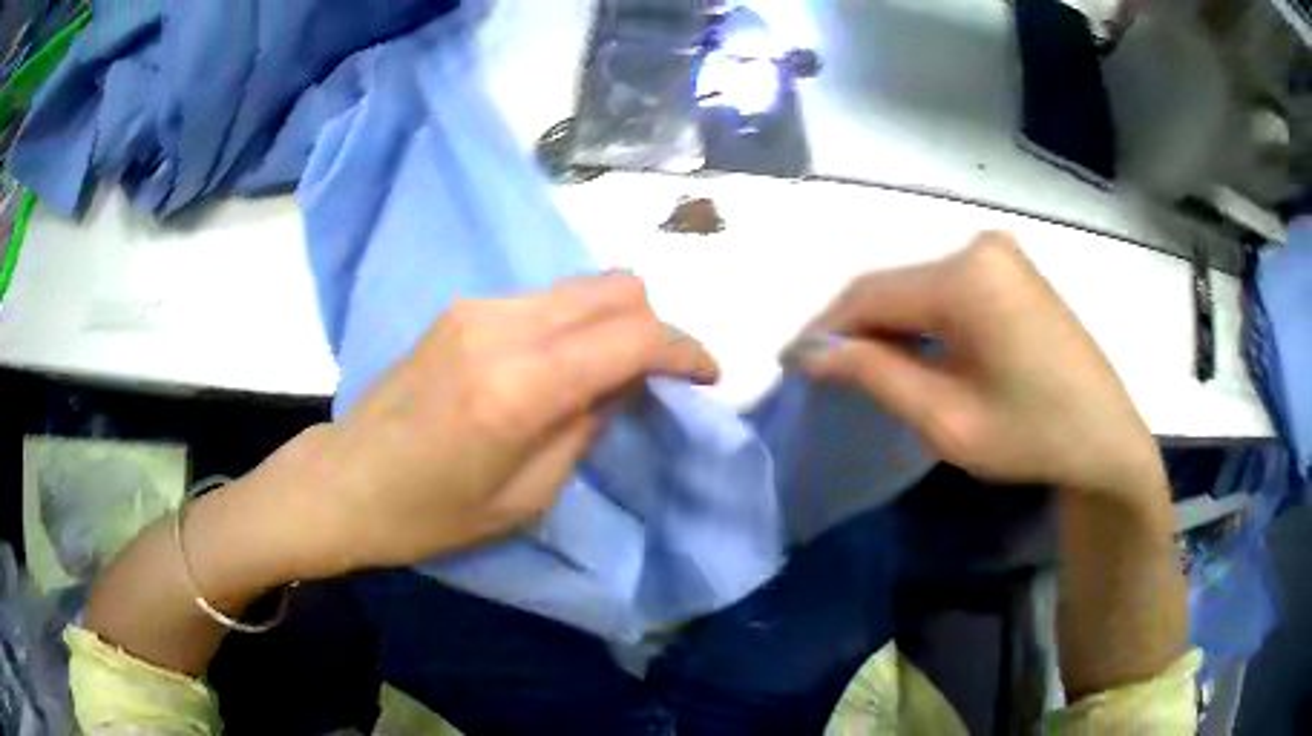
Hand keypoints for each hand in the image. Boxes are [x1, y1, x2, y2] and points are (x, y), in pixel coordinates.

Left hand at [271, 274, 718, 578]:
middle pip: (614, 288)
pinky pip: (546, 300)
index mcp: (517, 388)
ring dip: (613, 322)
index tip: (708, 375)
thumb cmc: (430, 515)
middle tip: (658, 377)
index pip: (631, 338)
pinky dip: (574, 323)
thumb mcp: (525, 498)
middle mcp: (500, 327)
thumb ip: (585, 427)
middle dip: (654, 326)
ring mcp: (477, 308)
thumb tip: (624, 381)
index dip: (684, 350)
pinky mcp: (462, 308)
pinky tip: (561, 366)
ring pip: (582, 287)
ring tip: (609, 375)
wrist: (345, 481)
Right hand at [787, 232, 1164, 499]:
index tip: (790, 363)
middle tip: (822, 370)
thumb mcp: (947, 418)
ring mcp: (1001, 254)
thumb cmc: (1032, 437)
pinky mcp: (1012, 269)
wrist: (1106, 438)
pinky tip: (912, 349)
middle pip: (895, 284)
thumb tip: (814, 352)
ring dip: (886, 322)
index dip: (824, 329)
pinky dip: (920, 317)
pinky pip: (948, 286)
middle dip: (854, 327)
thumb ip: (876, 375)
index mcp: (967, 277)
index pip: (871, 294)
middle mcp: (980, 247)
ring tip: (859, 365)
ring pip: (918, 284)